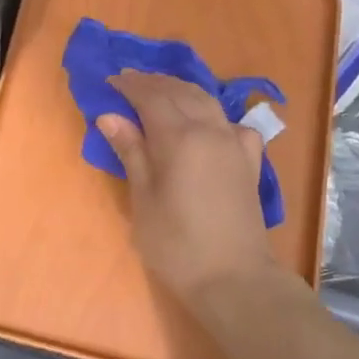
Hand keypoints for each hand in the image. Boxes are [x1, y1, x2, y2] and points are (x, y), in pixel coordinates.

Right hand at [97, 71, 275, 305]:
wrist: (234, 278)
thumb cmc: (176, 244)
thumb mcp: (143, 199)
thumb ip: (131, 152)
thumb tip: (110, 116)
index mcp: (180, 138)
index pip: (151, 97)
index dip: (130, 86)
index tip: (110, 80)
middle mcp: (210, 130)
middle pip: (180, 92)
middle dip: (153, 82)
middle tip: (129, 81)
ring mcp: (234, 144)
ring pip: (207, 101)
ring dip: (181, 90)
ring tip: (160, 91)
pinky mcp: (249, 162)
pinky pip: (231, 123)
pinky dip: (213, 114)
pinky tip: (208, 124)